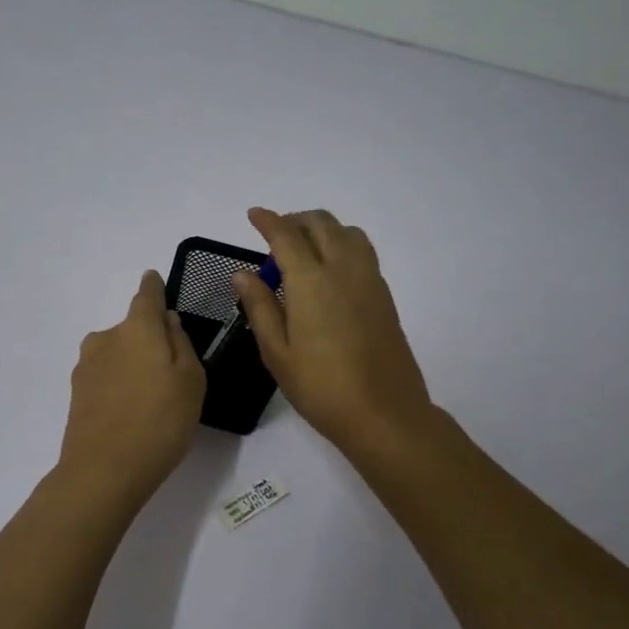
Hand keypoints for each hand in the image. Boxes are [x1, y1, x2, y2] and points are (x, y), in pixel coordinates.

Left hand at [57, 270, 206, 503]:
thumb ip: (180, 343)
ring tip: (151, 398)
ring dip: (132, 364)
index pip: (146, 295)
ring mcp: (86, 365)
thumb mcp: (191, 380)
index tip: (155, 281)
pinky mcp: (76, 392)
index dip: (154, 288)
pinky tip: (131, 411)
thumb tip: (167, 321)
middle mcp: (106, 337)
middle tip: (172, 372)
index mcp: (137, 328)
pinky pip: (106, 376)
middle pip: (132, 328)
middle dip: (149, 340)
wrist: (103, 471)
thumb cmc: (160, 421)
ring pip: (117, 353)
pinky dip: (119, 384)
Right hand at [232, 208, 433, 456]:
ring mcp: (369, 281)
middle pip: (322, 224)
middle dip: (296, 220)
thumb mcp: (277, 352)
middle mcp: (343, 270)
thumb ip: (259, 307)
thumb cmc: (321, 387)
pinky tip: (328, 273)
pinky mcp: (384, 296)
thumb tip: (243, 273)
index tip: (253, 215)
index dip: (268, 221)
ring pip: (348, 233)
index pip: (286, 236)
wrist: (384, 413)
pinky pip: (362, 253)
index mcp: (311, 281)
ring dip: (323, 229)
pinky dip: (342, 245)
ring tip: (303, 250)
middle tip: (275, 236)